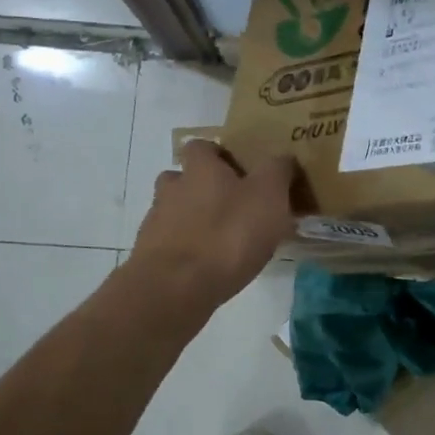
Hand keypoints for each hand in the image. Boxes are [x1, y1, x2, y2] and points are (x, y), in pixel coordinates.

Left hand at [128, 141, 296, 312]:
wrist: (176, 287)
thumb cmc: (229, 233)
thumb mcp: (269, 195)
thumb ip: (278, 170)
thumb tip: (283, 158)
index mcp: (200, 168)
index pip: (201, 146)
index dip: (218, 155)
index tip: (239, 170)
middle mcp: (173, 188)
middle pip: (182, 179)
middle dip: (203, 189)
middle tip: (233, 206)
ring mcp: (157, 224)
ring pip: (175, 212)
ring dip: (194, 221)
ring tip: (223, 240)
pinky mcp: (151, 257)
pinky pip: (171, 245)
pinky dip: (188, 250)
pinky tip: (209, 267)